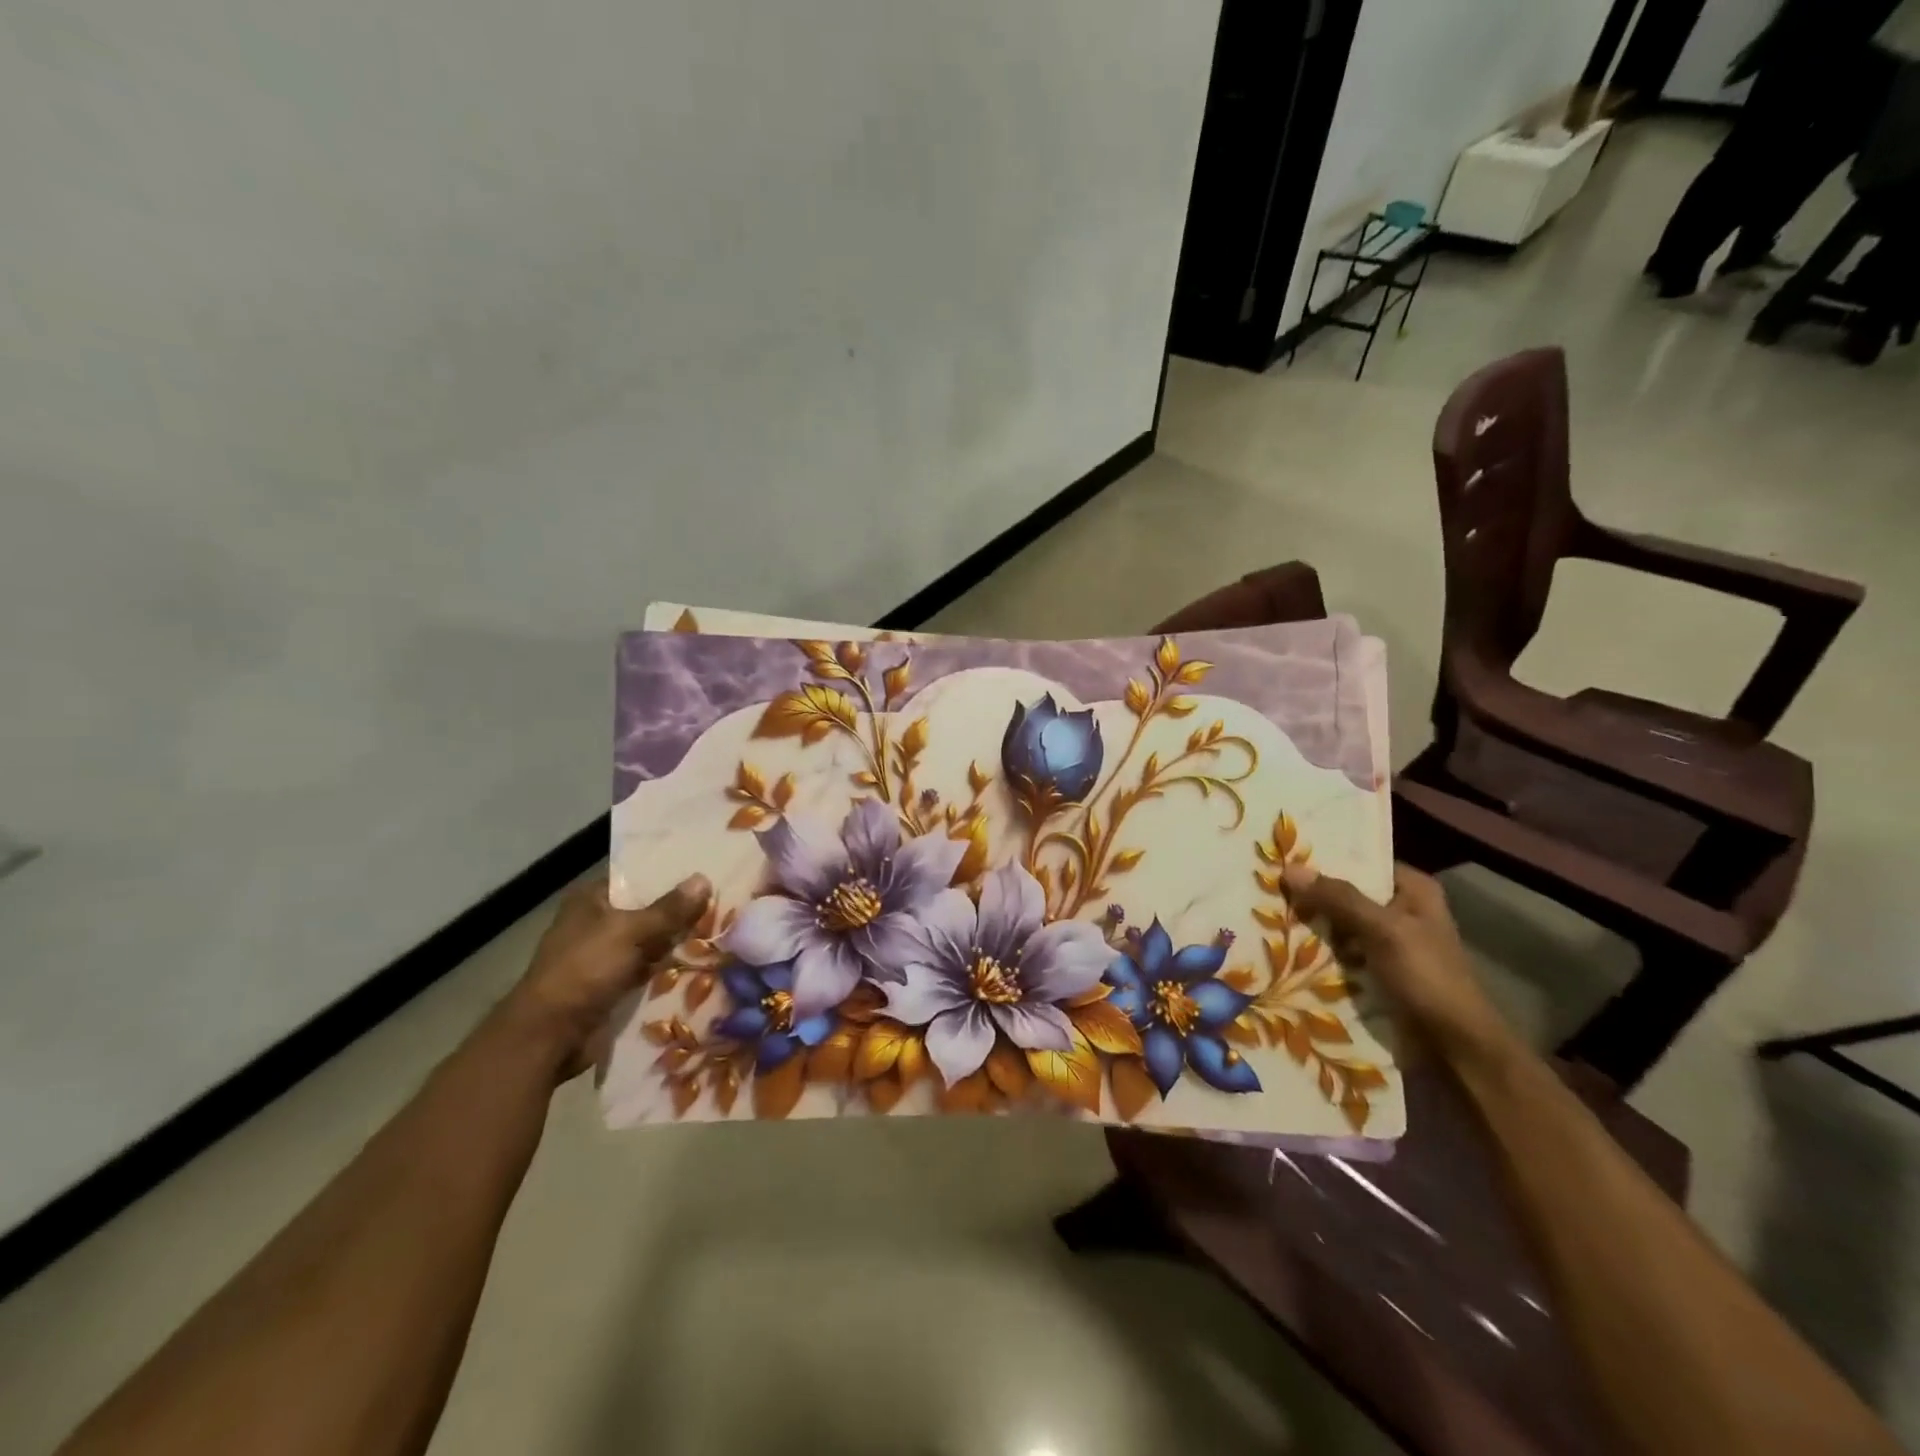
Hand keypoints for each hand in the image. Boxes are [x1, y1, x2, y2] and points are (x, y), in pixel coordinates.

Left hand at [503, 873, 711, 1081]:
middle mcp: (597, 924)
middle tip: (724, 906)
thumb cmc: (585, 969)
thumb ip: (670, 909)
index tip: (708, 877)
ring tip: (721, 933)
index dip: (670, 878)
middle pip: (648, 912)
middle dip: (680, 913)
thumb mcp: (631, 931)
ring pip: (651, 943)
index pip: (638, 879)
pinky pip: (647, 971)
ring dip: (677, 944)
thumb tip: (704, 879)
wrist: (550, 1035)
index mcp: (592, 900)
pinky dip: (667, 971)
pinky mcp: (612, 986)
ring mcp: (604, 957)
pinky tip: (701, 965)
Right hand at [1282, 862, 1510, 1062]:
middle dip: (1309, 893)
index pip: (1361, 861)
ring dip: (1307, 924)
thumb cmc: (1428, 979)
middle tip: (1263, 883)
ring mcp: (1385, 944)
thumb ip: (1338, 898)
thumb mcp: (1384, 930)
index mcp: (1413, 891)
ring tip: (1261, 911)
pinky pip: (1335, 953)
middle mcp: (1399, 911)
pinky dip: (1313, 952)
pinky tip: (1278, 945)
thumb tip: (1288, 868)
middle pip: (1344, 894)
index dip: (1324, 858)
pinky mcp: (1372, 972)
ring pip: (1336, 925)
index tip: (1281, 854)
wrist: (1452, 1049)